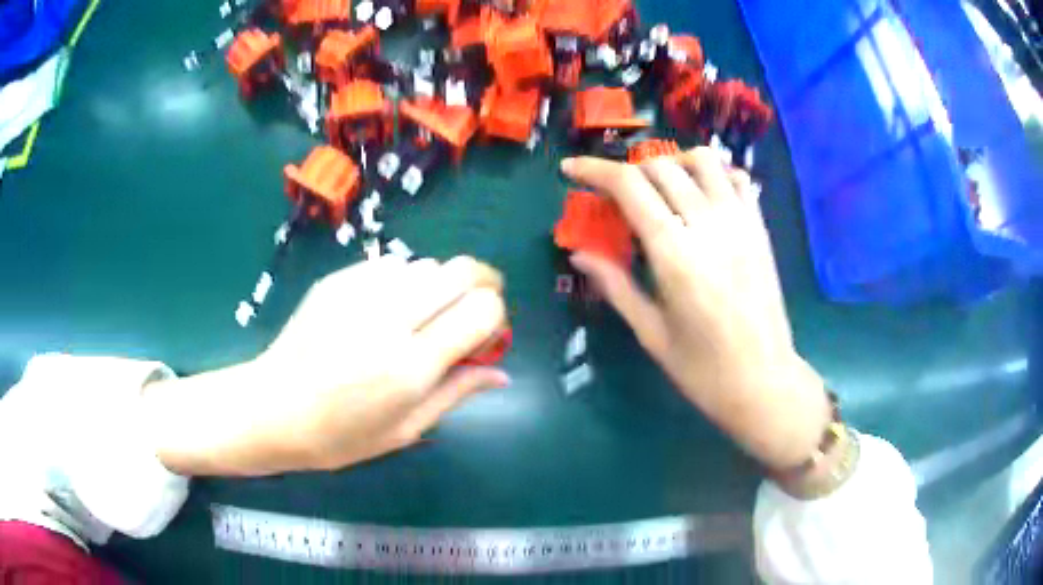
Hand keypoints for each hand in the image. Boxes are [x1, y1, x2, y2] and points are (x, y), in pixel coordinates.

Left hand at [145, 255, 508, 475]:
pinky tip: (384, 310)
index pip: (482, 311)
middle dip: (481, 284)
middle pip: (461, 271)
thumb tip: (502, 373)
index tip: (486, 336)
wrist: (272, 408)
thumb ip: (457, 393)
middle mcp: (390, 319)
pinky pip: (391, 265)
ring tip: (419, 317)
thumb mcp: (405, 429)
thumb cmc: (339, 435)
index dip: (496, 317)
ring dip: (438, 286)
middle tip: (471, 310)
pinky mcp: (338, 279)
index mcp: (411, 365)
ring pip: (427, 264)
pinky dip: (402, 282)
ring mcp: (360, 291)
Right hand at [561, 148, 828, 468]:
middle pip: (660, 166)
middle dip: (627, 170)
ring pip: (702, 160)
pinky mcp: (759, 227)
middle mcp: (708, 224)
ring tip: (660, 188)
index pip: (629, 186)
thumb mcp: (650, 332)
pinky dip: (714, 173)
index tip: (571, 168)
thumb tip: (579, 252)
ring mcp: (740, 221)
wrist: (763, 381)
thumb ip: (614, 284)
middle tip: (614, 193)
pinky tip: (701, 194)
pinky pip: (737, 178)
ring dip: (672, 163)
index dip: (594, 170)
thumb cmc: (702, 368)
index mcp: (674, 253)